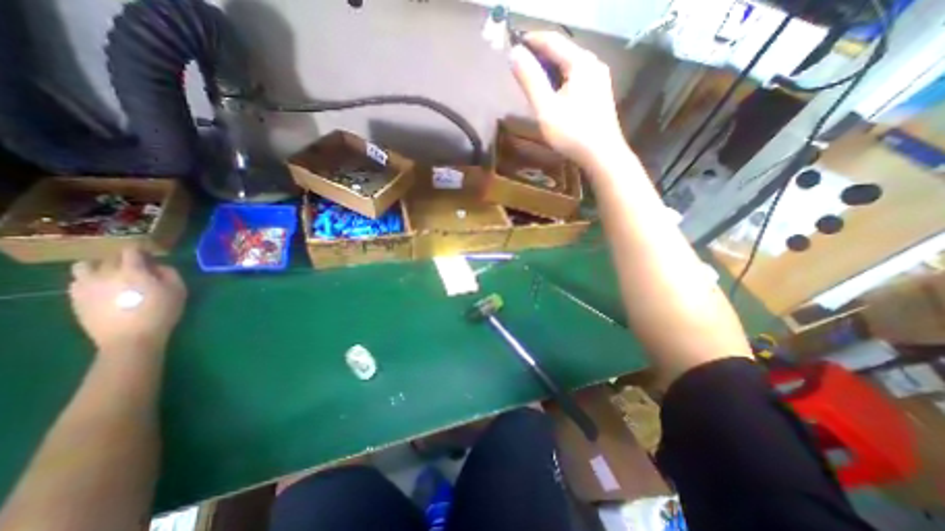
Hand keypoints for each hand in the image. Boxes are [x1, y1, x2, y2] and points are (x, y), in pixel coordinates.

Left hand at [69, 249, 185, 356]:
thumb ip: (170, 273)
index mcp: (132, 270)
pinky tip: (103, 289)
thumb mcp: (178, 290)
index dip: (142, 250)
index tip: (151, 256)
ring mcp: (86, 286)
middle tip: (138, 269)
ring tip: (112, 276)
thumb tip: (158, 266)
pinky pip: (78, 281)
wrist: (130, 339)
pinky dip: (90, 280)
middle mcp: (105, 273)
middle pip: (111, 258)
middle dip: (125, 260)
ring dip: (100, 267)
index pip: (131, 250)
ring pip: (85, 266)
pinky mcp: (75, 298)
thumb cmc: (161, 312)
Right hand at [511, 30, 626, 169]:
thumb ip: (530, 80)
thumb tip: (514, 53)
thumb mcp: (546, 107)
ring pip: (569, 66)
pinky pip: (576, 78)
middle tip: (520, 66)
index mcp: (581, 62)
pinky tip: (552, 94)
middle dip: (540, 55)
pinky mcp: (599, 94)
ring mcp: (599, 79)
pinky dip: (560, 80)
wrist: (602, 156)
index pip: (552, 40)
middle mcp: (593, 64)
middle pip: (562, 51)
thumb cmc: (572, 133)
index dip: (531, 40)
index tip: (512, 43)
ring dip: (549, 69)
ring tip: (532, 80)